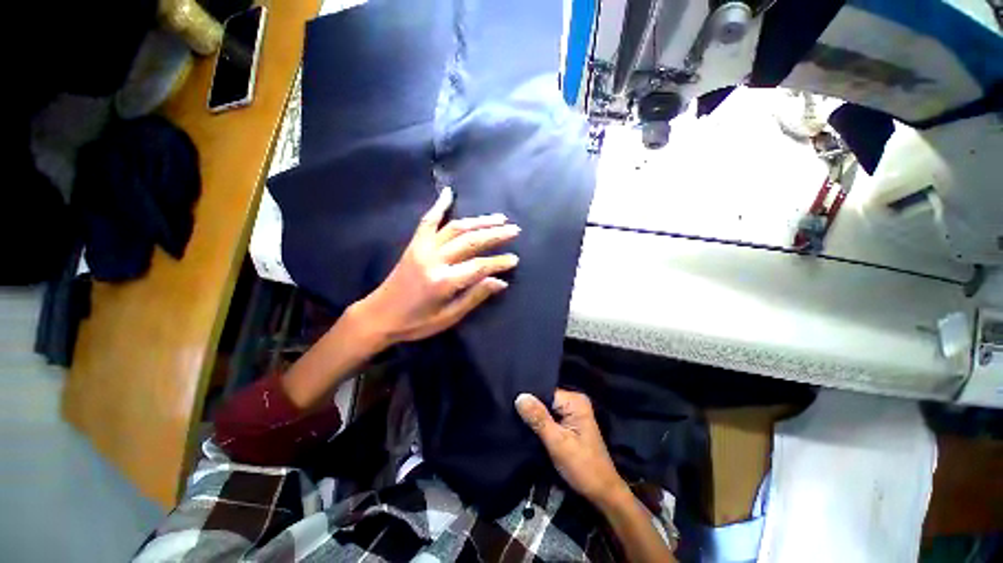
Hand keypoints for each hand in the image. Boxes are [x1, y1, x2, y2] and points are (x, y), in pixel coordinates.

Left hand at [354, 186, 519, 345]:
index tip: (515, 259)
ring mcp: (422, 248)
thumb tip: (500, 282)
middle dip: (495, 234)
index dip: (499, 262)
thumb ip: (474, 297)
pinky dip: (439, 205)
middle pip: (470, 241)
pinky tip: (449, 193)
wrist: (379, 315)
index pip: (479, 266)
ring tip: (499, 218)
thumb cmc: (416, 322)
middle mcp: (434, 259)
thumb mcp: (449, 317)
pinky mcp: (414, 244)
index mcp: (443, 282)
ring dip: (479, 221)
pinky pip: (428, 220)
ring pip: (455, 228)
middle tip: (514, 230)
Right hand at [516, 389, 629, 507]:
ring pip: (545, 409)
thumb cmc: (583, 467)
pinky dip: (540, 423)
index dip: (529, 399)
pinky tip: (527, 428)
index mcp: (575, 401)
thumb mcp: (558, 443)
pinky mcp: (569, 423)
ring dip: (534, 417)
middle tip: (510, 414)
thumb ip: (539, 419)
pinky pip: (549, 417)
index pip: (544, 391)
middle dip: (530, 408)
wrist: (601, 493)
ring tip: (515, 420)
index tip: (510, 405)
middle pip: (545, 399)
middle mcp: (574, 401)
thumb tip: (520, 397)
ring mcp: (572, 412)